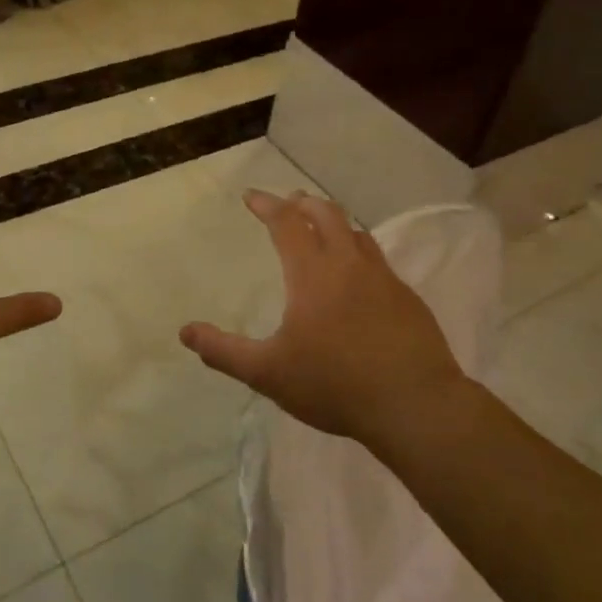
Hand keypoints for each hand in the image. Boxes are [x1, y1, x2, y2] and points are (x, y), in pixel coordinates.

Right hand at [180, 190, 463, 446]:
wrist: (415, 405)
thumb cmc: (334, 384)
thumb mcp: (268, 372)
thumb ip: (224, 351)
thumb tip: (186, 332)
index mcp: (312, 273)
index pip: (286, 222)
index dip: (267, 205)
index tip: (251, 196)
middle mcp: (348, 264)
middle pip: (327, 214)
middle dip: (303, 202)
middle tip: (289, 202)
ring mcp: (383, 278)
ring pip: (356, 233)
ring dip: (334, 221)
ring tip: (322, 227)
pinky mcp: (407, 298)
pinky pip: (377, 259)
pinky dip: (358, 250)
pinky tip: (356, 275)